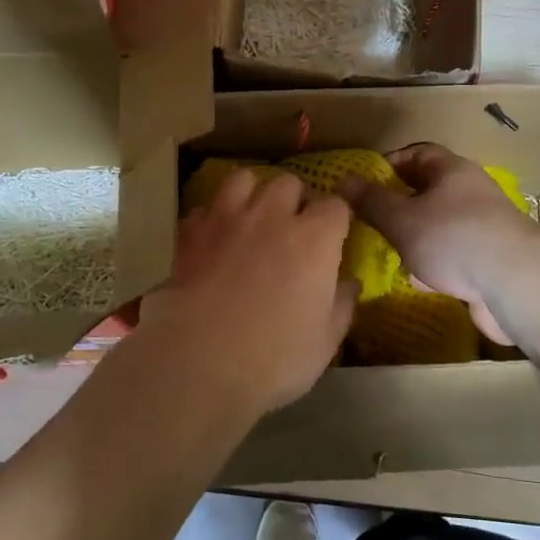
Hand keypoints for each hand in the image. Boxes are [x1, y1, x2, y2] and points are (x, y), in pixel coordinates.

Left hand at [137, 168, 357, 417]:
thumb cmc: (274, 357)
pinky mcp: (190, 233)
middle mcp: (272, 216)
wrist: (199, 360)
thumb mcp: (325, 342)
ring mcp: (226, 219)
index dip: (335, 219)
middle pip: (289, 182)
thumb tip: (350, 284)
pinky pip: (203, 208)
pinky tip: (212, 239)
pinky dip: (211, 218)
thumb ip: (341, 306)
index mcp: (314, 239)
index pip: (335, 205)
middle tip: (292, 227)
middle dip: (294, 199)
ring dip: (252, 193)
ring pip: (242, 179)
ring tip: (251, 217)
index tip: (333, 237)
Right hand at [337, 144, 538, 345]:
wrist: (515, 284)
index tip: (364, 181)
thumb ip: (372, 201)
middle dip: (400, 205)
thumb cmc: (453, 238)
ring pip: (440, 225)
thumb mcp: (402, 218)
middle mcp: (470, 193)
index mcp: (452, 171)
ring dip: (416, 238)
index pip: (418, 153)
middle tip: (371, 219)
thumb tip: (343, 180)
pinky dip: (435, 265)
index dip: (390, 163)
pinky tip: (419, 281)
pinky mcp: (490, 260)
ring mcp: (483, 228)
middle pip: (429, 190)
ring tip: (389, 252)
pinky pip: (454, 255)